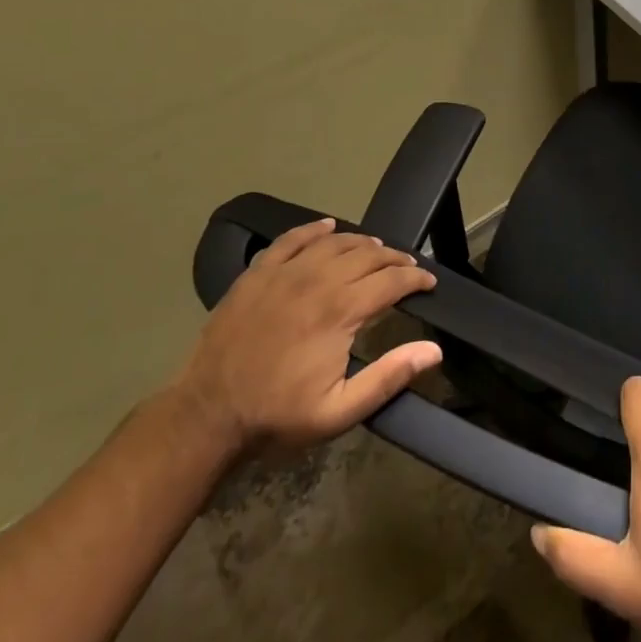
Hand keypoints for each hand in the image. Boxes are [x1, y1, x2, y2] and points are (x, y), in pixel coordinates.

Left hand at [172, 219, 440, 453]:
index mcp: (340, 311)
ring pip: (335, 242)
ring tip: (377, 251)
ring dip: (363, 243)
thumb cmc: (278, 415)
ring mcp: (284, 273)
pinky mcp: (258, 273)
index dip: (417, 277)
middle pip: (368, 255)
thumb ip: (389, 378)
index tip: (429, 283)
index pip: (392, 280)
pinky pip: (292, 238)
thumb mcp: (339, 411)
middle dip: (395, 258)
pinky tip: (328, 227)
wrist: (206, 415)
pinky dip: (314, 229)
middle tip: (408, 268)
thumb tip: (434, 350)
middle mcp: (317, 281)